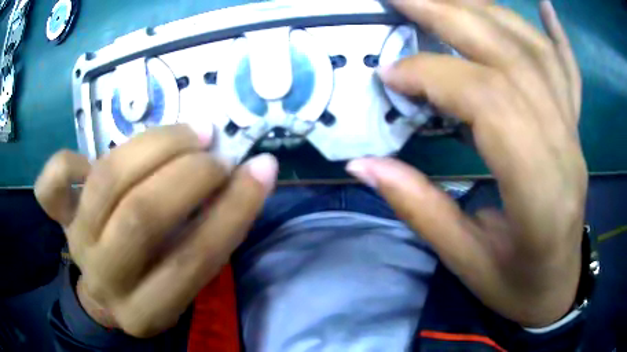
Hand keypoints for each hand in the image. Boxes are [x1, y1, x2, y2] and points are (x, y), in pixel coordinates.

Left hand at [35, 125, 277, 336]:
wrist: (107, 291)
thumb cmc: (154, 283)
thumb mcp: (187, 277)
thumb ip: (211, 232)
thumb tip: (247, 174)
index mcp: (149, 310)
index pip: (194, 259)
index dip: (234, 209)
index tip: (261, 168)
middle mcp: (107, 280)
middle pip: (141, 216)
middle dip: (188, 173)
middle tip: (215, 151)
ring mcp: (76, 243)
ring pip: (106, 182)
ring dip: (154, 146)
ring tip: (187, 134)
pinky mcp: (59, 218)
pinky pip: (51, 185)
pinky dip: (67, 161)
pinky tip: (90, 157)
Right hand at [347, 0, 585, 326]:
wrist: (557, 287)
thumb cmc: (516, 285)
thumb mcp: (465, 263)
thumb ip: (419, 210)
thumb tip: (363, 165)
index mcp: (539, 194)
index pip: (491, 105)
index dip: (435, 78)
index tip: (390, 75)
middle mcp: (565, 149)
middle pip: (513, 60)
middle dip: (452, 16)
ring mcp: (574, 133)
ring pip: (537, 52)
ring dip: (488, 11)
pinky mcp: (576, 129)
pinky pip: (570, 70)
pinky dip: (556, 32)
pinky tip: (543, 3)